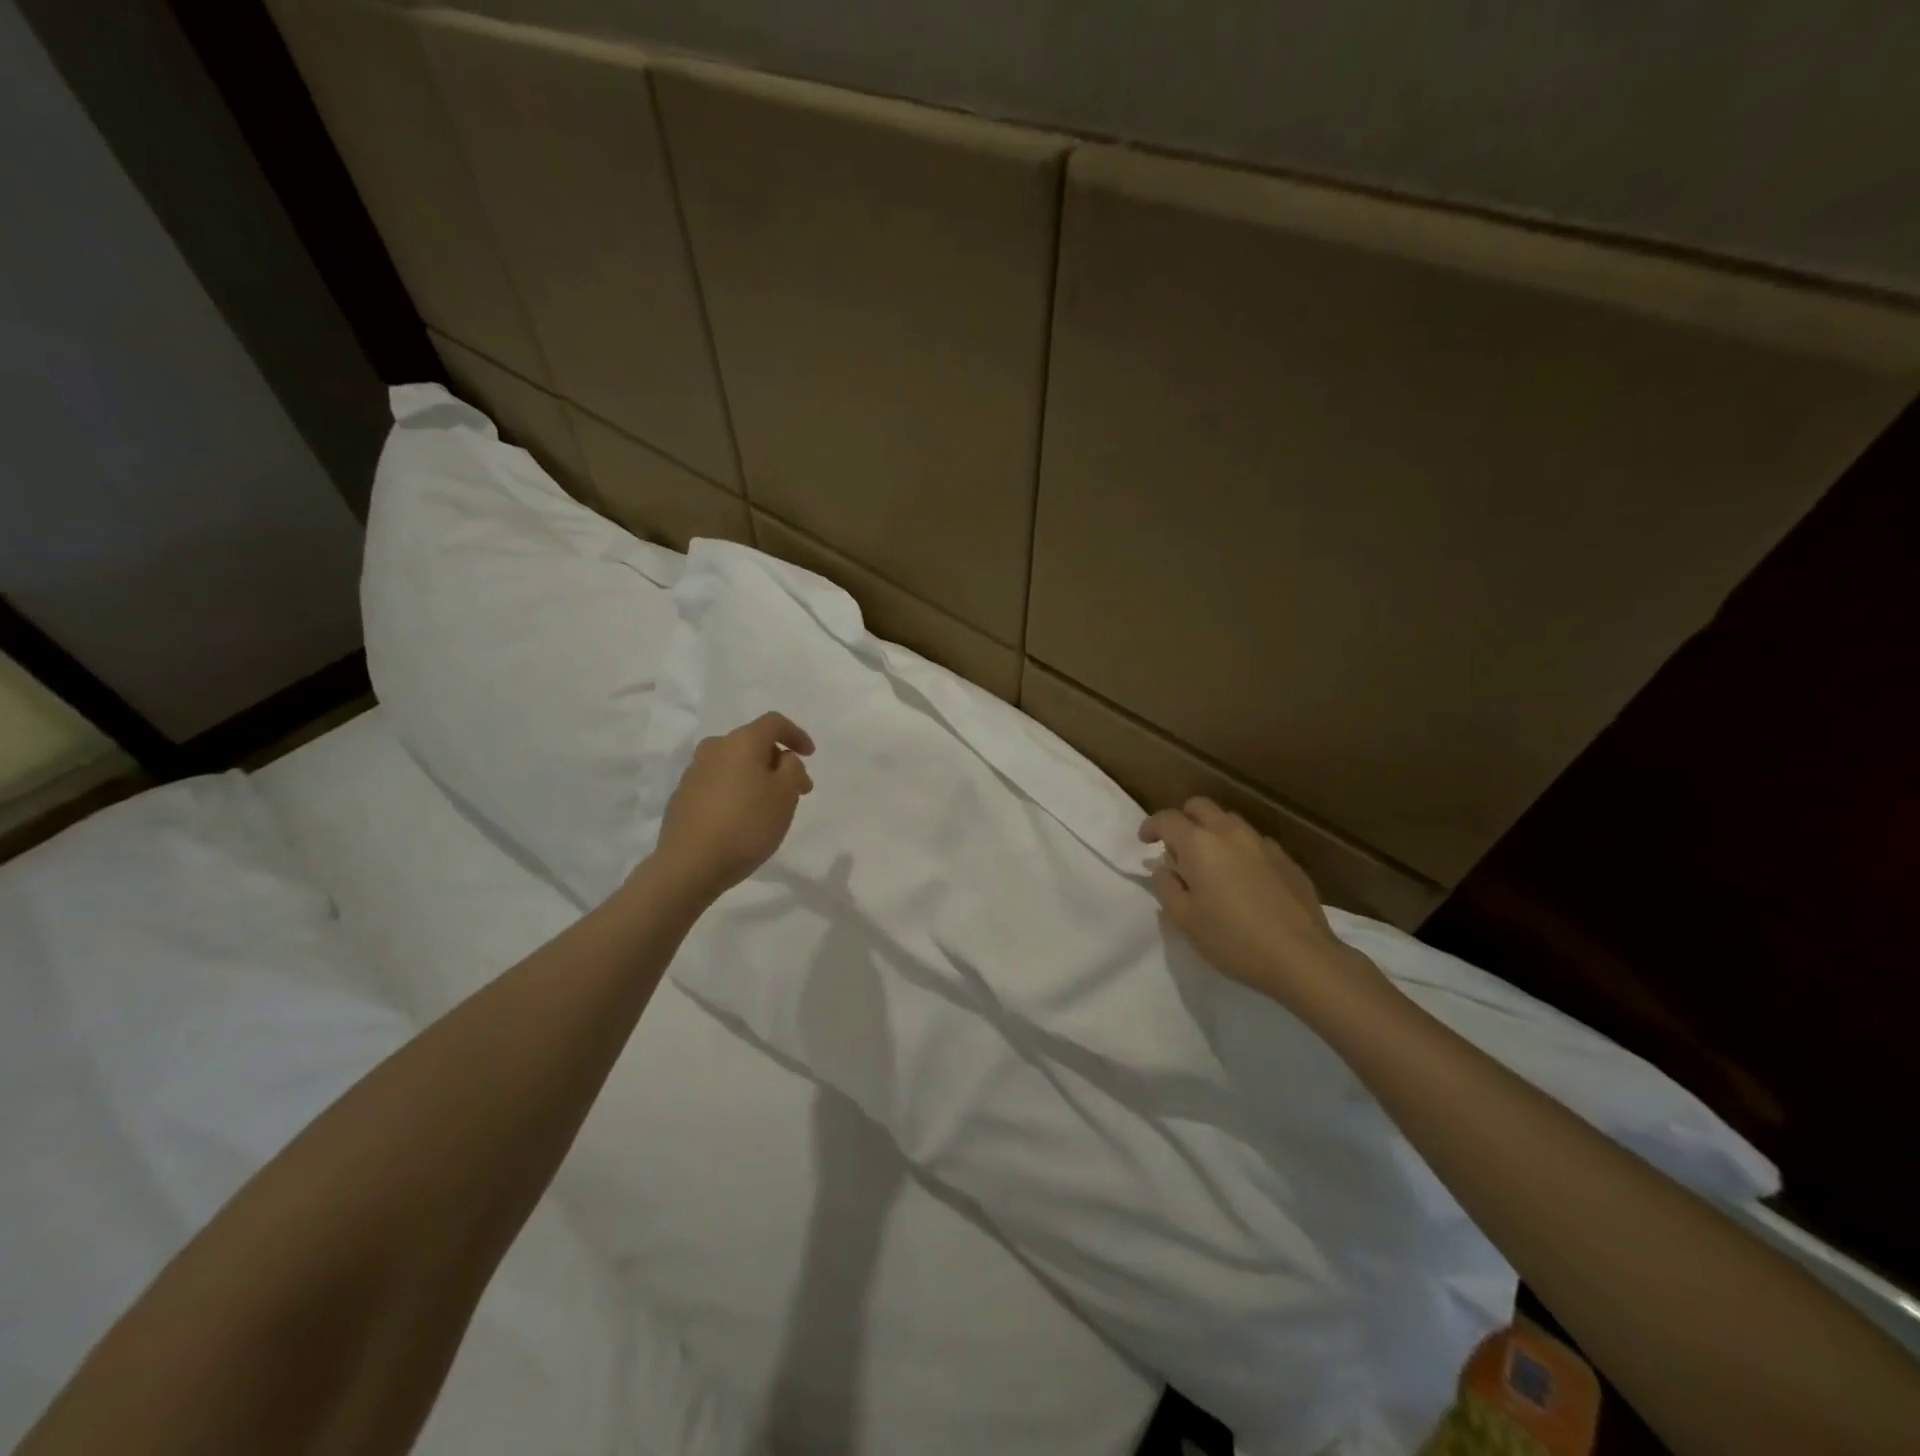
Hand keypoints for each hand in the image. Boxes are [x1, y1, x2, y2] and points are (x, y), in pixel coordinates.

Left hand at [656, 712, 814, 900]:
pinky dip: (735, 791)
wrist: (690, 863)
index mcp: (742, 741)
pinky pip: (718, 783)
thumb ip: (792, 769)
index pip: (774, 723)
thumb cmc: (747, 824)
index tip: (810, 755)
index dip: (796, 735)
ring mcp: (694, 772)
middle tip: (796, 789)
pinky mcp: (682, 796)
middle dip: (778, 761)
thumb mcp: (786, 795)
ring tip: (770, 806)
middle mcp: (715, 748)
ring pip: (734, 764)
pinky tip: (742, 817)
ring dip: (756, 777)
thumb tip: (782, 759)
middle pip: (753, 743)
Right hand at [1140, 797, 1374, 1010]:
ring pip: (1230, 822)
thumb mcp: (1184, 919)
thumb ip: (1166, 887)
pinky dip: (1240, 851)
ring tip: (1211, 864)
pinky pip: (1255, 843)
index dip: (1151, 826)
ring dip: (1213, 832)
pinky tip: (1244, 880)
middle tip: (1176, 848)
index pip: (1167, 818)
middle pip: (1200, 807)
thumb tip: (1163, 870)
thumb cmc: (1232, 939)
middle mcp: (1230, 833)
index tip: (1145, 841)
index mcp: (1199, 844)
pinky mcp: (1287, 860)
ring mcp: (1262, 844)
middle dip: (1183, 819)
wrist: (1301, 957)